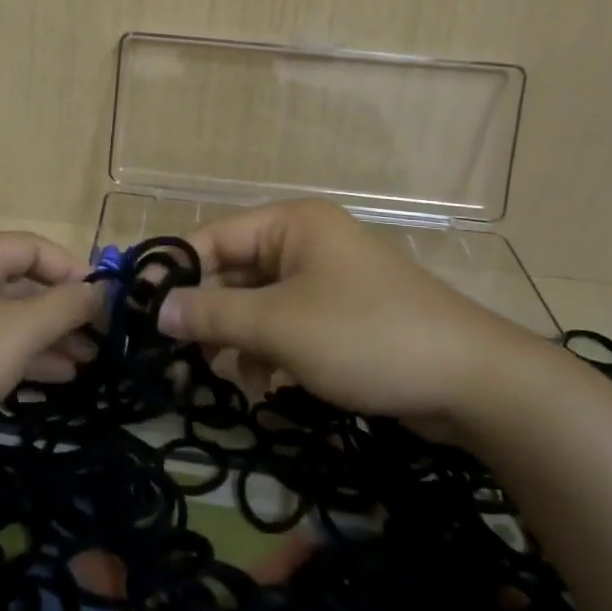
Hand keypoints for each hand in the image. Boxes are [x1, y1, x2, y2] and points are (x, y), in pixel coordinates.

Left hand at [0, 231, 103, 451]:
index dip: (74, 270)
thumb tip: (101, 291)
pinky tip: (55, 378)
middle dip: (64, 311)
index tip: (106, 302)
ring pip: (8, 319)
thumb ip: (66, 306)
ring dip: (48, 338)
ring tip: (87, 364)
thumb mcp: (19, 330)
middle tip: (101, 340)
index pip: (34, 247)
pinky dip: (22, 357)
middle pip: (22, 284)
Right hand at [156, 200, 547, 428]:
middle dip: (207, 314)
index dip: (173, 271)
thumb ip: (211, 314)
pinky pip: (287, 325)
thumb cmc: (365, 336)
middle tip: (175, 354)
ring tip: (226, 375)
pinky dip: (270, 352)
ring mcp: (326, 280)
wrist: (472, 382)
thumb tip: (156, 309)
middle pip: (234, 273)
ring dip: (238, 339)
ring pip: (258, 304)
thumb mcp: (278, 325)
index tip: (139, 309)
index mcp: (291, 224)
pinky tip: (267, 385)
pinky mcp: (341, 317)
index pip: (213, 237)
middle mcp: (305, 243)